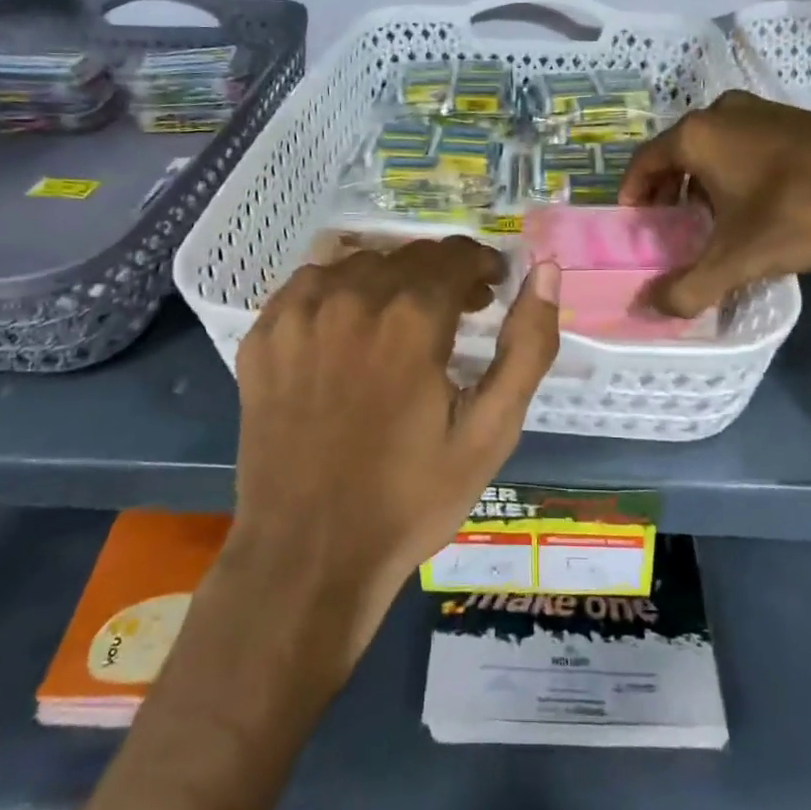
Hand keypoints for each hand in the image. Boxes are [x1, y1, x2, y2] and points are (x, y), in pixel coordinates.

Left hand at [230, 237, 560, 666]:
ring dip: (390, 280)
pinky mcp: (263, 337)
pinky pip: (308, 283)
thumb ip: (528, 346)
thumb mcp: (491, 432)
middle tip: (456, 313)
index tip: (490, 291)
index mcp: (411, 319)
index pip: (455, 254)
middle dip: (441, 275)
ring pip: (358, 263)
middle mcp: (352, 298)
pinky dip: (338, 291)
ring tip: (401, 322)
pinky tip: (347, 329)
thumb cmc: (410, 497)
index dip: (481, 266)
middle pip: (409, 255)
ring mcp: (299, 315)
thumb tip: (547, 271)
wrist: (308, 554)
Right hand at [619, 91, 810, 316]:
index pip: (643, 163)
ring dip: (702, 180)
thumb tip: (648, 310)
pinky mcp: (795, 118)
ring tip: (710, 218)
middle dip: (668, 189)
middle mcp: (722, 113)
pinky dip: (736, 169)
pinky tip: (755, 202)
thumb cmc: (798, 212)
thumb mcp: (737, 259)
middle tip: (669, 226)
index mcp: (696, 136)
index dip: (632, 194)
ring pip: (714, 147)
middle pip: (677, 152)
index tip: (633, 224)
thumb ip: (687, 288)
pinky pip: (746, 143)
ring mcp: (762, 111)